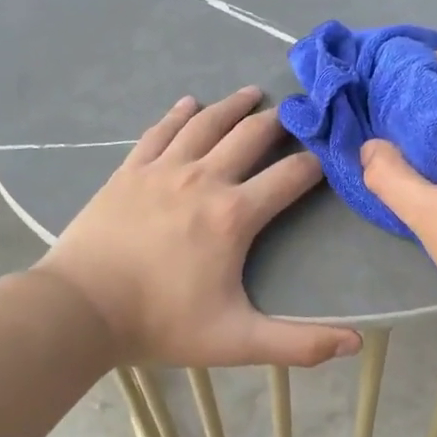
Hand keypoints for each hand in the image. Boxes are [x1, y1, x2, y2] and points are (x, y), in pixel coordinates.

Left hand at [35, 87, 361, 368]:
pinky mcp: (130, 171)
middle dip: (279, 122)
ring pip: (206, 124)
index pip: (290, 177)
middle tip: (295, 111)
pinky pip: (160, 132)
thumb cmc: (161, 323)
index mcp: (234, 215)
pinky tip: (189, 103)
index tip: (329, 153)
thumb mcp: (237, 341)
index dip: (315, 163)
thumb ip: (298, 343)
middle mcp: (204, 179)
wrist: (80, 308)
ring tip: (252, 93)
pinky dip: (179, 114)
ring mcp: (163, 169)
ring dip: (233, 106)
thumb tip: (355, 342)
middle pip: (250, 136)